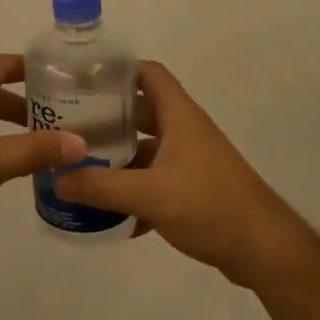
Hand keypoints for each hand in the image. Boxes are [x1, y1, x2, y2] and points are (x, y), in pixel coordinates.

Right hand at [53, 61, 308, 285]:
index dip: (117, 70)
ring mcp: (189, 162)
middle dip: (105, 118)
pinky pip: (153, 182)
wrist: (263, 250)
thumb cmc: (209, 206)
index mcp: (179, 116)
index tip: (81, 79)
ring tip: (77, 168)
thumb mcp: (150, 195)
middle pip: (139, 112)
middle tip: (67, 128)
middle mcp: (184, 132)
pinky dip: (131, 192)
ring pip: (144, 150)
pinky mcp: (191, 191)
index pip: (148, 74)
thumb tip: (55, 180)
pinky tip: (104, 214)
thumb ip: (101, 186)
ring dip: (116, 158)